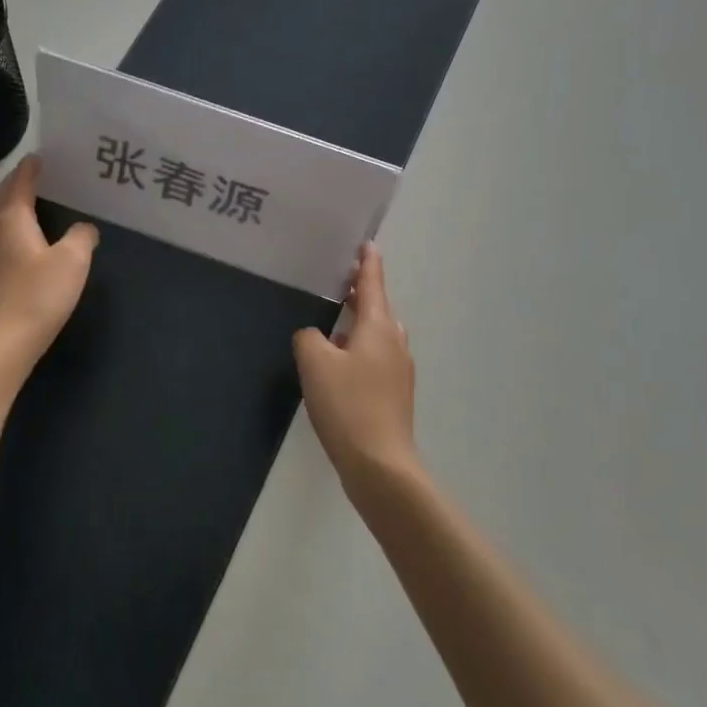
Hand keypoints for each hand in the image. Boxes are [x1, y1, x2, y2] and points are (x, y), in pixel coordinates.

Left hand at [0, 155, 98, 373]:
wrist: (4, 342)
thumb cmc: (38, 294)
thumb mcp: (72, 261)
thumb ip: (81, 237)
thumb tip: (84, 228)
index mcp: (11, 218)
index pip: (19, 182)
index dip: (31, 168)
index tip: (42, 157)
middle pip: (3, 197)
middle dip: (18, 183)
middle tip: (39, 175)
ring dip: (15, 205)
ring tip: (36, 201)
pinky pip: (2, 237)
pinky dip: (15, 226)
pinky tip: (30, 239)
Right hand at [292, 243, 419, 493]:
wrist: (379, 463)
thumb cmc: (347, 405)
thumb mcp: (315, 363)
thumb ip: (308, 338)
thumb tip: (314, 336)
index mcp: (379, 328)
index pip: (373, 284)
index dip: (368, 263)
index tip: (367, 244)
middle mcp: (394, 343)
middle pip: (378, 309)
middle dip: (361, 295)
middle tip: (340, 283)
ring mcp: (398, 371)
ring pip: (377, 336)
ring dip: (359, 325)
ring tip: (333, 324)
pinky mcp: (394, 396)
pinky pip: (376, 359)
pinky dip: (359, 351)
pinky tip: (339, 367)